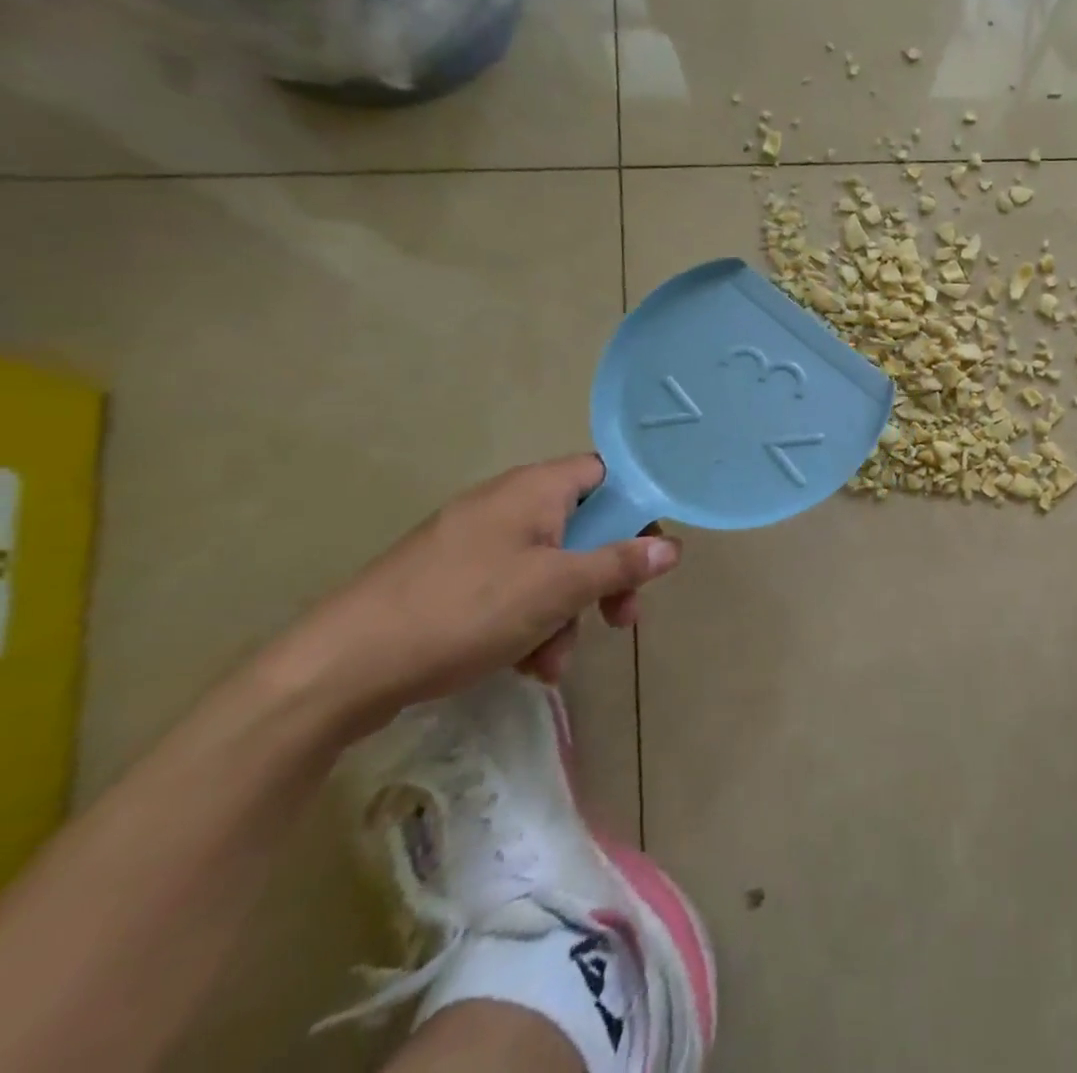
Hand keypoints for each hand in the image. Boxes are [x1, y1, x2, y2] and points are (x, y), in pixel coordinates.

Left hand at [289, 456, 679, 721]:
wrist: (337, 670)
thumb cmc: (464, 610)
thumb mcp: (558, 588)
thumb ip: (620, 564)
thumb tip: (672, 546)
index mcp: (535, 489)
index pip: (607, 473)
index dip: (637, 506)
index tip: (650, 551)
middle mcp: (506, 504)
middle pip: (583, 526)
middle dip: (605, 576)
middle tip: (621, 618)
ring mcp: (474, 542)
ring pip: (549, 566)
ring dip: (566, 612)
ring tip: (553, 663)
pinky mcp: (449, 579)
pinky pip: (511, 588)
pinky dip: (528, 621)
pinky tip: (523, 665)